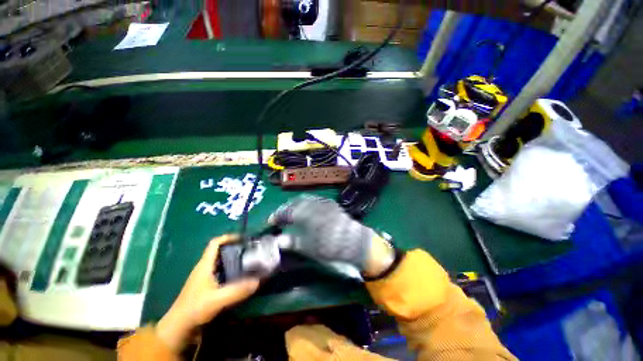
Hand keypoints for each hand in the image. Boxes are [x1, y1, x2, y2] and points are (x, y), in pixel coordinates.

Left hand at [156, 235, 259, 351]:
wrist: (178, 328)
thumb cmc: (195, 309)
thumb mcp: (217, 300)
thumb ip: (237, 290)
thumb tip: (258, 281)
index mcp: (205, 265)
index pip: (215, 243)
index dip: (228, 238)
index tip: (242, 239)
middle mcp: (204, 268)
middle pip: (219, 251)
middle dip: (234, 248)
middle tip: (249, 250)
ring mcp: (204, 277)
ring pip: (221, 262)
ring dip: (233, 259)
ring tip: (248, 261)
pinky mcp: (206, 286)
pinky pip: (221, 272)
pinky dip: (230, 270)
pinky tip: (239, 277)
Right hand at [269, 195, 394, 276]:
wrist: (355, 241)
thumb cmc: (331, 246)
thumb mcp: (310, 248)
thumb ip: (293, 241)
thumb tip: (278, 240)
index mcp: (308, 215)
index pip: (287, 212)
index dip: (278, 216)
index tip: (271, 221)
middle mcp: (314, 205)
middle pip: (295, 202)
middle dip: (286, 208)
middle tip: (280, 216)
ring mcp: (324, 202)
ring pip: (304, 199)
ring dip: (295, 205)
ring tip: (291, 213)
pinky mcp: (330, 203)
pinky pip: (314, 200)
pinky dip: (305, 204)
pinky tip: (305, 210)